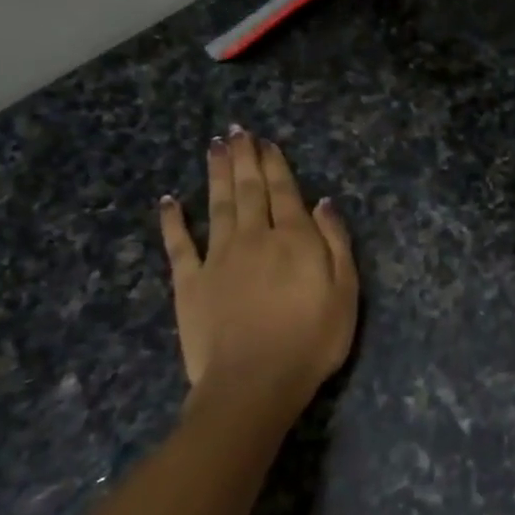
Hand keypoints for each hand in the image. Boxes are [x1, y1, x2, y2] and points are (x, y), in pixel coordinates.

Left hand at [158, 129, 357, 423]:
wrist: (254, 383)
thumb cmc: (311, 341)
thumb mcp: (345, 293)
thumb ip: (336, 244)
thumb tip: (323, 203)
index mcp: (293, 239)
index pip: (284, 191)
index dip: (274, 164)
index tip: (265, 141)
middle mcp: (254, 237)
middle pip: (248, 190)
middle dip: (244, 158)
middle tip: (237, 131)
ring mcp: (218, 258)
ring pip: (217, 205)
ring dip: (216, 174)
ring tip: (213, 146)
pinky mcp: (190, 282)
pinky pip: (179, 244)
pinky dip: (173, 221)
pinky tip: (169, 200)